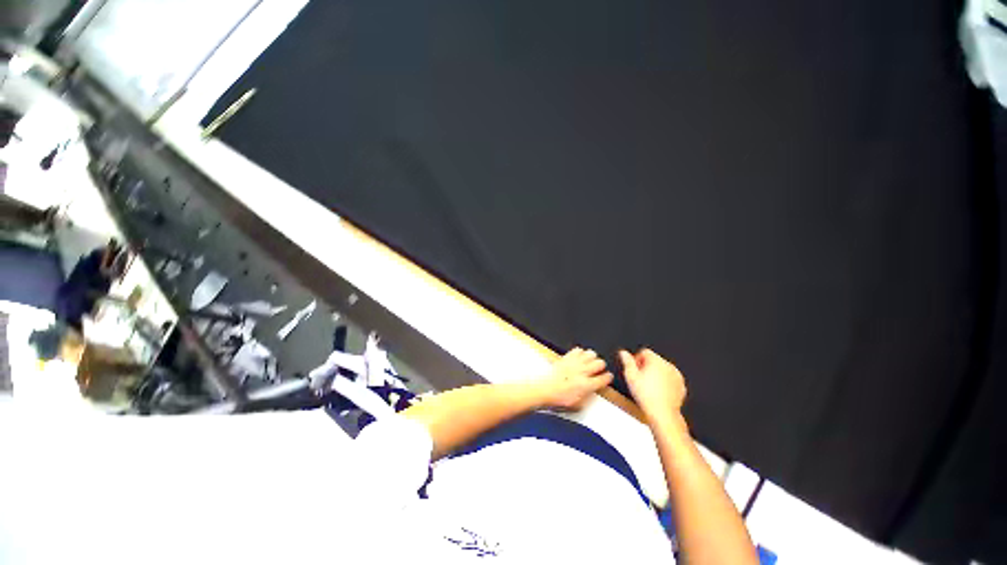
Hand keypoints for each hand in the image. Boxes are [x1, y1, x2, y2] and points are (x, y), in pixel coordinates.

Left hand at [536, 347, 613, 410]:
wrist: (544, 389)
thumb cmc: (558, 398)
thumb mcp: (577, 405)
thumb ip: (588, 397)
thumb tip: (592, 393)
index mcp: (587, 385)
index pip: (604, 378)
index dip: (608, 378)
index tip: (608, 377)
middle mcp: (582, 372)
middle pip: (600, 363)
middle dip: (601, 366)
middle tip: (598, 369)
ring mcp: (574, 363)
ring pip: (590, 354)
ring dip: (592, 358)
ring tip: (590, 362)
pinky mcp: (566, 357)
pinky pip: (578, 350)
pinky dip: (580, 352)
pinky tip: (579, 357)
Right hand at [619, 348, 686, 428]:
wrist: (662, 413)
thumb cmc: (647, 395)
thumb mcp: (630, 376)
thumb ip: (626, 361)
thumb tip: (623, 352)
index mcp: (656, 360)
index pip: (645, 352)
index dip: (637, 359)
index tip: (634, 369)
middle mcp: (668, 366)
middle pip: (654, 360)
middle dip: (646, 367)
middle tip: (639, 379)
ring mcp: (677, 376)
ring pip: (663, 370)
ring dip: (655, 374)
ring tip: (648, 387)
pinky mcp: (681, 386)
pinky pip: (670, 379)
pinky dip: (664, 383)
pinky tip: (657, 392)